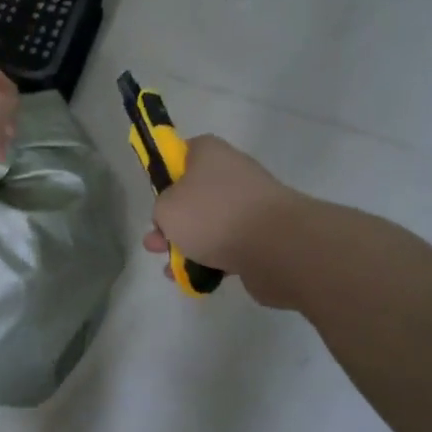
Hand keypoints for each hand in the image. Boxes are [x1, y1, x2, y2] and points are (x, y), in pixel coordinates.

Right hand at [143, 135, 305, 306]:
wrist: (276, 246)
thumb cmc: (213, 215)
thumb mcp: (166, 207)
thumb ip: (161, 208)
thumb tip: (175, 216)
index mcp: (210, 153)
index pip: (182, 153)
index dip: (165, 175)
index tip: (155, 198)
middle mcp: (232, 173)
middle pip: (194, 194)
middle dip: (172, 222)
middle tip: (155, 243)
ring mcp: (251, 205)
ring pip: (210, 223)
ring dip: (189, 245)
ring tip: (171, 269)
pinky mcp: (264, 235)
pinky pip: (229, 246)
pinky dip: (212, 261)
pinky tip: (195, 278)